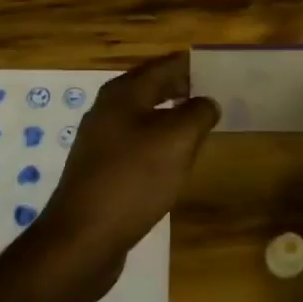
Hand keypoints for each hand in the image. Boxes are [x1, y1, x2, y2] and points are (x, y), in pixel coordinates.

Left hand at [36, 52, 218, 282]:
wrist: (83, 237)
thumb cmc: (133, 178)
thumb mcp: (177, 140)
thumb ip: (198, 113)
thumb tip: (207, 102)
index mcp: (124, 93)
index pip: (164, 66)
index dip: (191, 65)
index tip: (219, 67)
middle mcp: (108, 110)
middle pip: (151, 88)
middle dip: (182, 88)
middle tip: (215, 94)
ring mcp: (101, 141)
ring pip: (143, 117)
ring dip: (171, 116)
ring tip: (200, 125)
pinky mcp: (101, 169)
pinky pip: (136, 144)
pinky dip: (158, 142)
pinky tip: (173, 159)